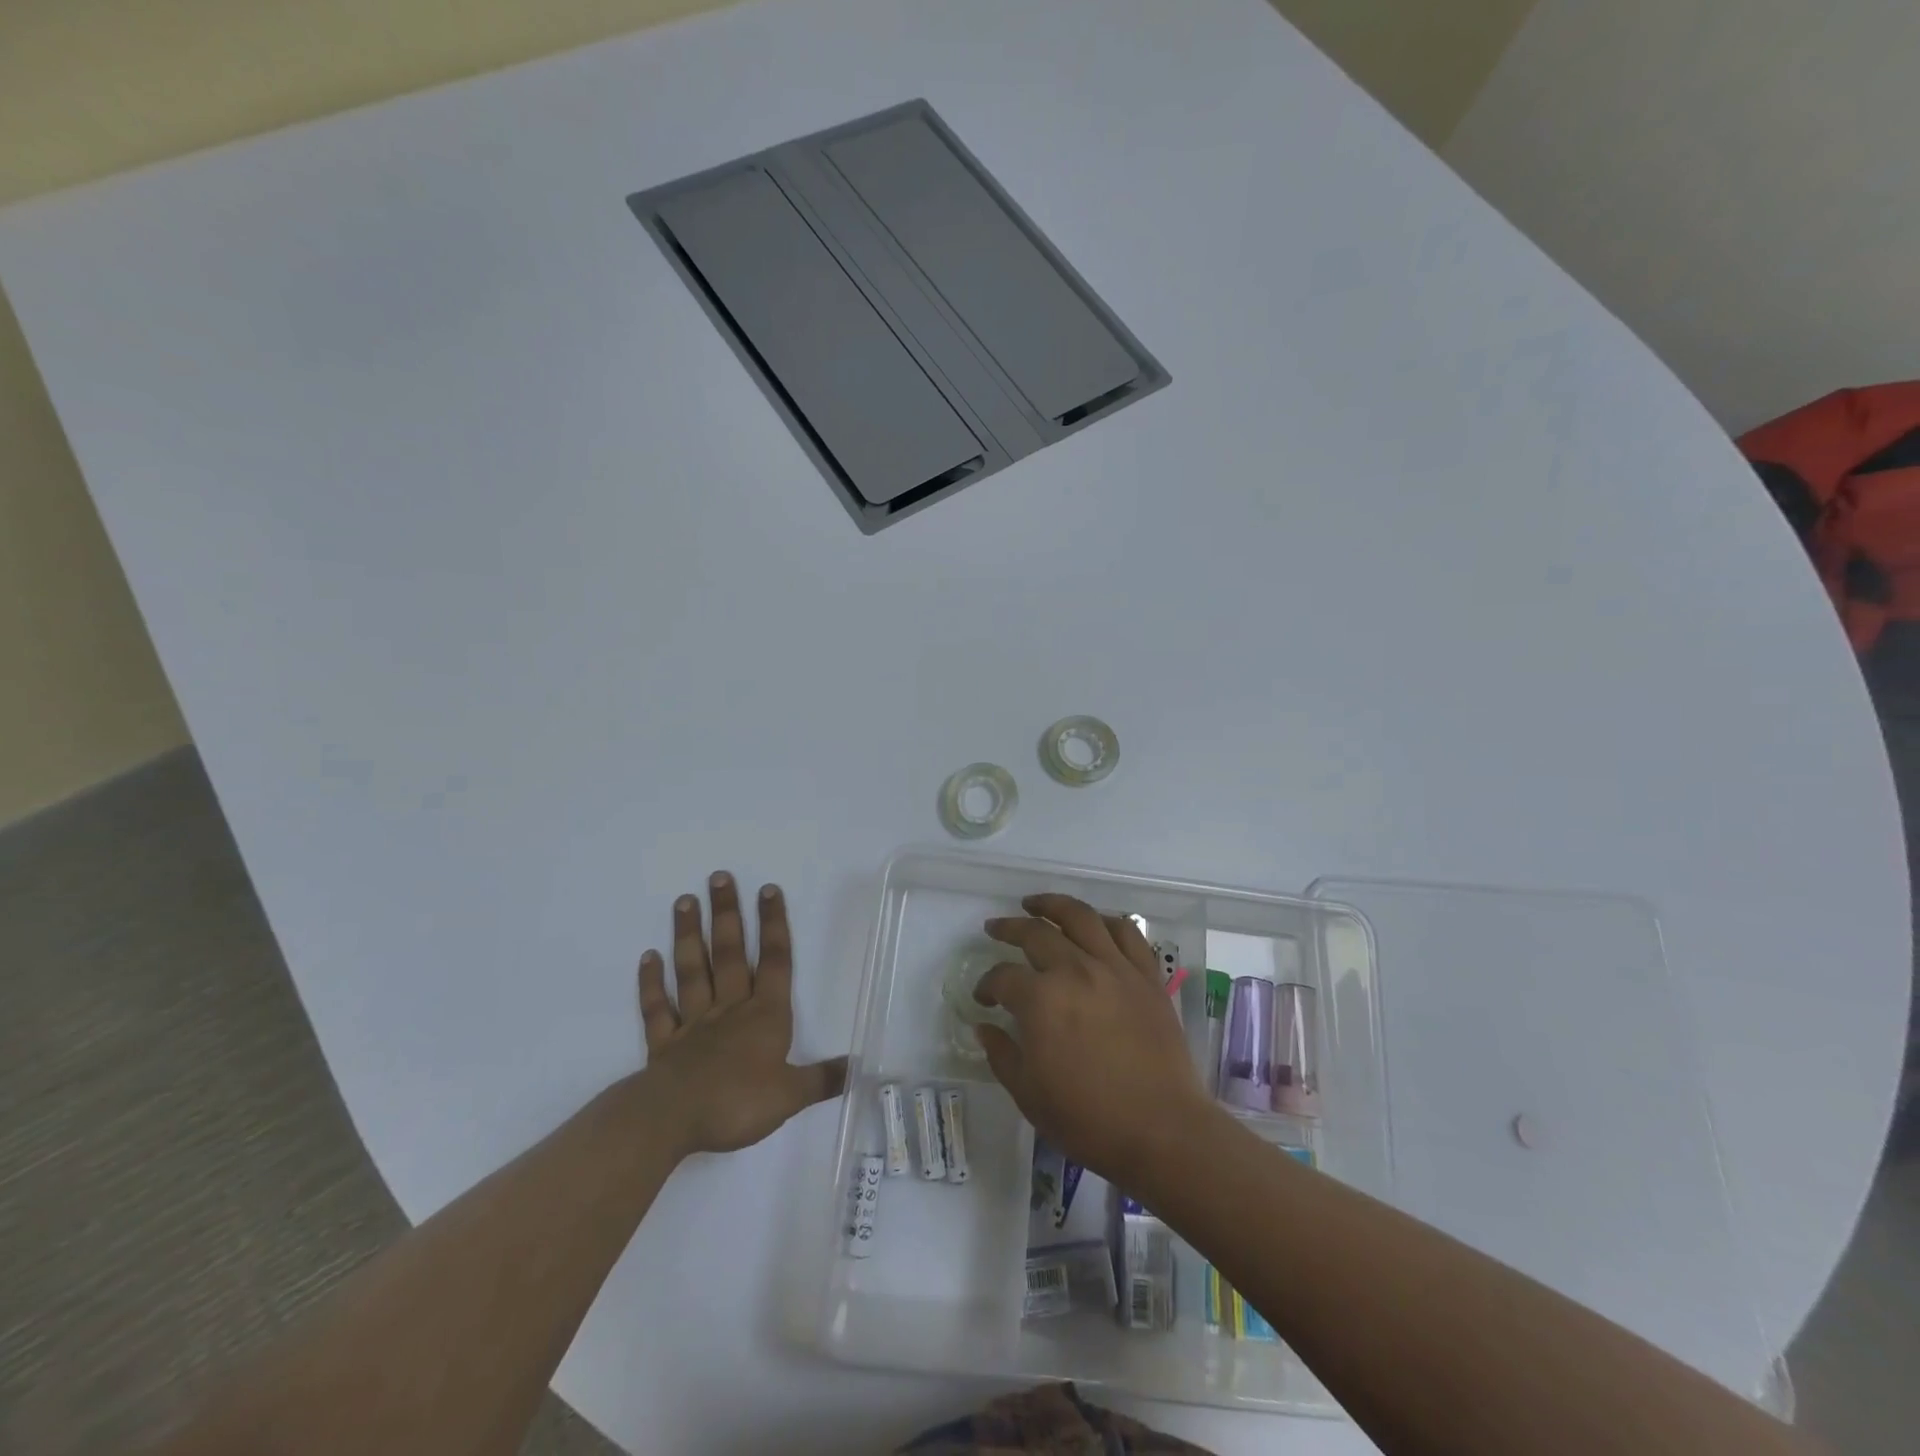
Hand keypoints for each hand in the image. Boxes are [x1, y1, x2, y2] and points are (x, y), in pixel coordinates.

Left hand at [638, 872, 846, 1157]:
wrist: (673, 1120)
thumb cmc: (738, 1102)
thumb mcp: (791, 1095)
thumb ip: (823, 1079)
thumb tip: (860, 1065)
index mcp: (765, 1016)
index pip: (775, 961)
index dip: (774, 925)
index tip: (768, 889)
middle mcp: (730, 1009)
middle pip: (730, 954)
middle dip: (727, 915)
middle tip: (718, 877)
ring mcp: (694, 1023)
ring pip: (692, 971)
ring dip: (688, 936)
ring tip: (684, 901)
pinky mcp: (664, 1044)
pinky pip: (658, 1008)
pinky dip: (651, 983)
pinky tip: (648, 957)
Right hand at [975, 894, 1214, 1183]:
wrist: (1162, 1131)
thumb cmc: (1088, 1119)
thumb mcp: (1029, 1094)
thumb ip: (1002, 1054)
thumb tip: (984, 1026)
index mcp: (1041, 1000)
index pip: (1003, 977)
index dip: (987, 984)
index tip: (983, 997)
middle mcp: (1075, 970)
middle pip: (1036, 934)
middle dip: (1009, 928)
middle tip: (995, 928)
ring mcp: (1115, 968)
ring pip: (1080, 917)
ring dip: (1052, 905)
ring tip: (1035, 904)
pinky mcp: (1146, 976)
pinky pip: (1126, 933)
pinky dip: (1106, 920)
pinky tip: (1094, 923)